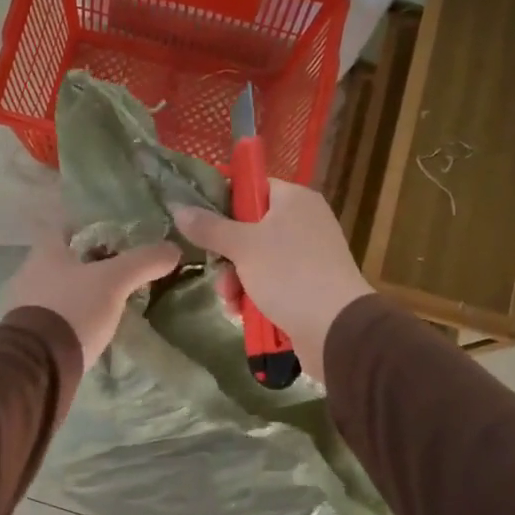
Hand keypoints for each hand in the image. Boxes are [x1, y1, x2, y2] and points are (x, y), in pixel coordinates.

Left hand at [4, 231, 180, 364]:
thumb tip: (173, 249)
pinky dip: (71, 318)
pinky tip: (90, 327)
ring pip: (57, 290)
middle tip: (116, 271)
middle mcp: (29, 273)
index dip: (86, 228)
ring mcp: (25, 306)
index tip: (111, 236)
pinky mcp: (28, 335)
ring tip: (108, 301)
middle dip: (86, 264)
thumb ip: (143, 262)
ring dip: (78, 293)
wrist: (38, 364)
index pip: (63, 228)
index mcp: (45, 252)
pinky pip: (53, 318)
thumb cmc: (72, 309)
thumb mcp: (114, 281)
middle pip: (61, 260)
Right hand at [174, 181, 372, 381]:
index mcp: (294, 199)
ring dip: (236, 281)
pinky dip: (253, 296)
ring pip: (255, 260)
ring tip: (232, 301)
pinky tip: (242, 313)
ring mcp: (306, 255)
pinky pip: (270, 282)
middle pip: (248, 228)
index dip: (222, 203)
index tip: (200, 224)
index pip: (251, 187)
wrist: (336, 328)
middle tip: (218, 271)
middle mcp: (303, 221)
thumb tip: (179, 207)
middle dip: (227, 256)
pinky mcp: (306, 285)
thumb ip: (209, 227)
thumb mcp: (243, 246)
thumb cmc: (289, 274)